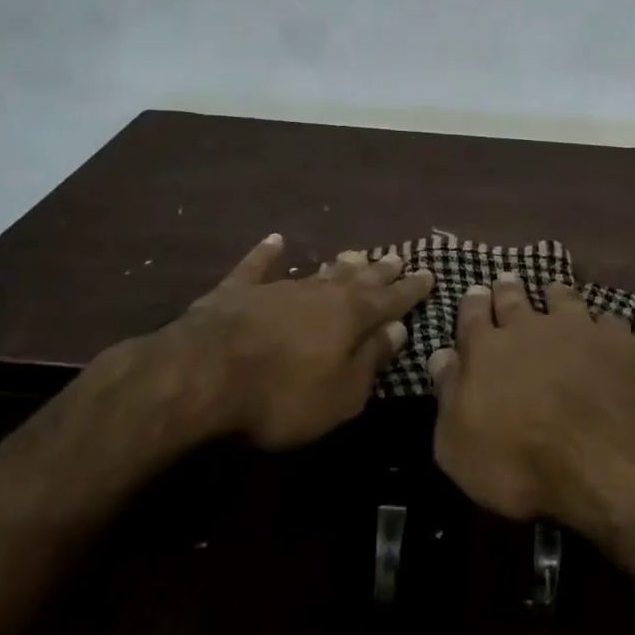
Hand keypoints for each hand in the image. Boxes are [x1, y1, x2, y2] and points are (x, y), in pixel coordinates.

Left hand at [180, 235, 433, 449]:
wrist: (204, 374)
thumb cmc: (281, 394)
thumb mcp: (340, 393)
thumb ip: (371, 360)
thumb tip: (398, 328)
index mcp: (351, 316)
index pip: (391, 299)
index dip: (411, 290)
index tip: (430, 274)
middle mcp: (321, 292)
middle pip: (357, 278)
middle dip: (380, 271)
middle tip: (397, 257)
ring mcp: (279, 287)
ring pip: (317, 271)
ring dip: (338, 265)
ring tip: (355, 253)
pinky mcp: (238, 290)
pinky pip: (257, 266)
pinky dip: (267, 254)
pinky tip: (275, 240)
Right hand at [428, 276, 634, 530]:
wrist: (603, 456)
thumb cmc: (518, 461)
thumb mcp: (458, 444)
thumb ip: (448, 394)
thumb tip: (439, 355)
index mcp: (486, 350)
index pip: (472, 316)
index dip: (472, 303)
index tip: (474, 291)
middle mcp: (529, 328)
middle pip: (515, 299)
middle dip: (507, 289)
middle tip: (507, 279)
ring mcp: (577, 329)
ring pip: (563, 299)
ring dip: (556, 295)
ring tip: (554, 291)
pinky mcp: (619, 343)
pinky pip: (609, 321)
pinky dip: (604, 324)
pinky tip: (607, 328)